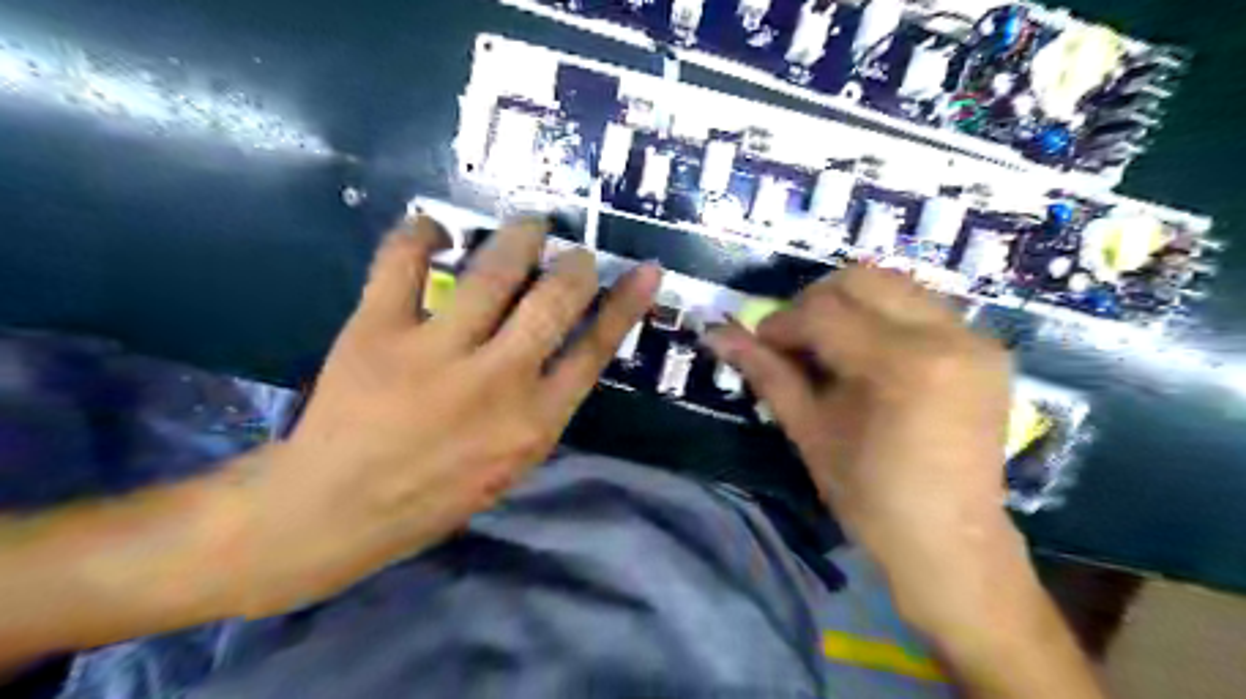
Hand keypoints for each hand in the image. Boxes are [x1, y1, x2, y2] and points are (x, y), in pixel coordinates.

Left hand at [234, 216, 659, 612]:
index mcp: (534, 421)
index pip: (596, 349)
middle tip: (575, 252)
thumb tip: (565, 350)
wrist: (335, 510)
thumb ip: (543, 408)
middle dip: (574, 266)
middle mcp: (496, 380)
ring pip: (493, 273)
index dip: (626, 304)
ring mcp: (436, 352)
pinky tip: (434, 228)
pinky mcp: (377, 330)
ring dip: (520, 238)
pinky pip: (403, 263)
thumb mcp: (511, 465)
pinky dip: (420, 234)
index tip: (644, 271)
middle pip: (554, 302)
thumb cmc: (434, 496)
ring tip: (530, 225)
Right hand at [706, 269, 1017, 638]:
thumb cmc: (869, 496)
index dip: (781, 323)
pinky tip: (870, 354)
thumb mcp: (808, 431)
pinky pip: (922, 307)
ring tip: (830, 346)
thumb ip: (766, 372)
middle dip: (815, 302)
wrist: (949, 539)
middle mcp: (946, 336)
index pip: (823, 311)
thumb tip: (716, 334)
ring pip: (894, 284)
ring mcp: (974, 338)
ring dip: (850, 305)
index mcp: (901, 365)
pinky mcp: (987, 348)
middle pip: (863, 279)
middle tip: (795, 340)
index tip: (762, 345)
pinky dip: (884, 317)